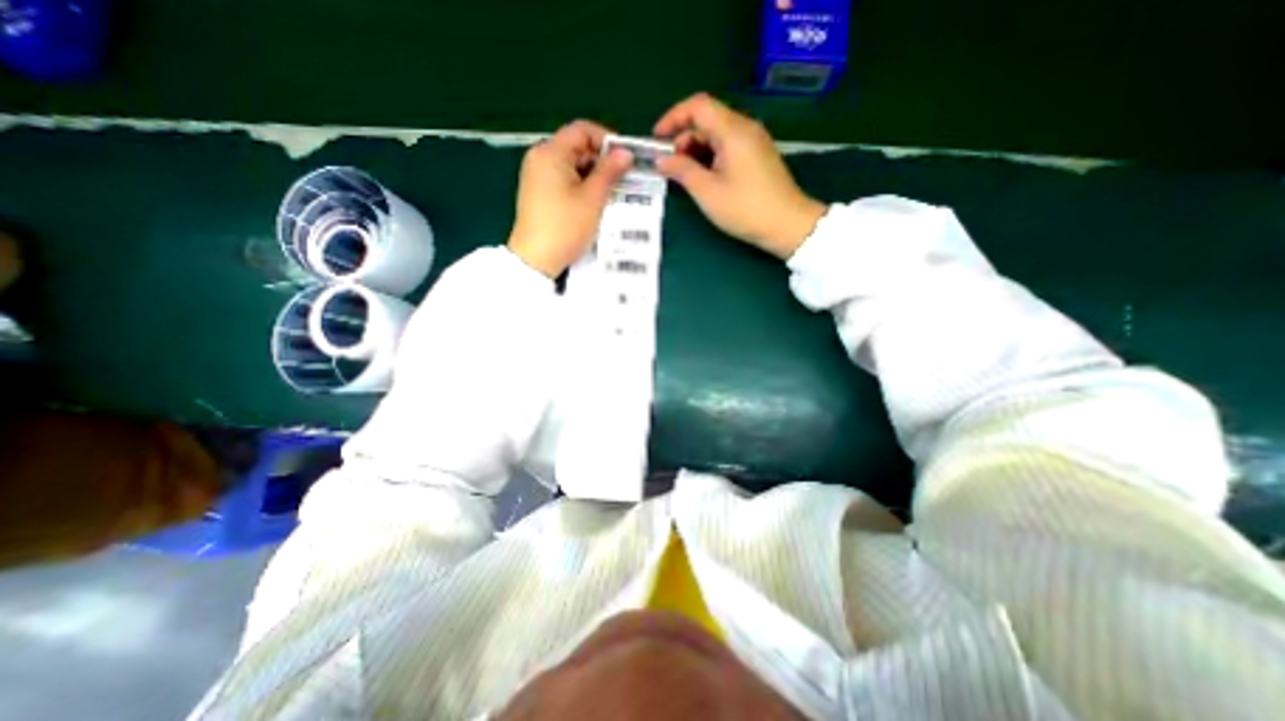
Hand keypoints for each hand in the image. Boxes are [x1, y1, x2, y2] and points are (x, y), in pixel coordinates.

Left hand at [510, 117, 634, 275]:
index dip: (606, 140)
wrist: (535, 259)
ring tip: (612, 194)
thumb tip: (625, 153)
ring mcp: (537, 177)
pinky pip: (564, 180)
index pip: (582, 130)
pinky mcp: (539, 193)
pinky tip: (595, 203)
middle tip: (623, 180)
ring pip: (572, 166)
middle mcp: (540, 158)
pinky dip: (581, 187)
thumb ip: (609, 172)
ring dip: (593, 176)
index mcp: (550, 153)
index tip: (624, 160)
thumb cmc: (565, 227)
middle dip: (601, 161)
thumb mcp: (593, 199)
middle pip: (576, 147)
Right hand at [654, 90, 822, 256]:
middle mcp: (745, 128)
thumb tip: (662, 160)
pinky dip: (710, 157)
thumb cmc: (746, 209)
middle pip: (707, 120)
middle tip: (670, 167)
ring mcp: (753, 142)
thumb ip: (683, 171)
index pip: (698, 106)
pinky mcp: (757, 156)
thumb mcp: (708, 193)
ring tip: (684, 176)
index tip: (656, 139)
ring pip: (717, 135)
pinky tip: (704, 178)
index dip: (673, 117)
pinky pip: (728, 146)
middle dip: (683, 139)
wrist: (788, 225)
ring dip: (696, 150)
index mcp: (733, 131)